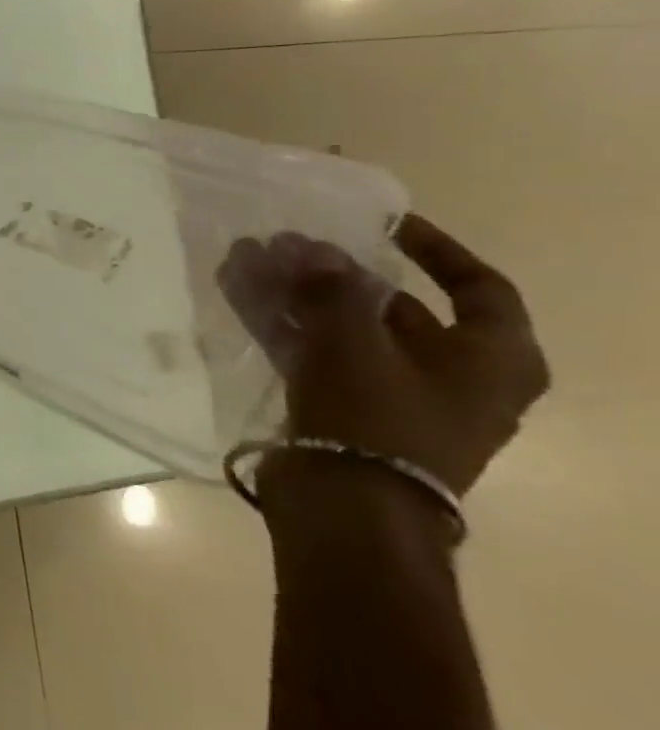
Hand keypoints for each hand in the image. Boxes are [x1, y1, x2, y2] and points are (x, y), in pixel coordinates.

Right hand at [218, 215, 549, 497]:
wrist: (346, 506)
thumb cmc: (376, 417)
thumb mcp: (355, 342)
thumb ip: (332, 288)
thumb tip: (310, 249)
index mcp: (491, 360)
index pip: (478, 288)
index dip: (434, 250)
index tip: (383, 224)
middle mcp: (451, 376)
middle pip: (394, 308)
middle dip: (334, 272)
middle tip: (286, 244)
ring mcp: (393, 395)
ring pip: (341, 329)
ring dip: (294, 293)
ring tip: (246, 260)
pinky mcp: (344, 410)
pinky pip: (313, 353)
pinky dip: (280, 324)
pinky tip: (238, 293)